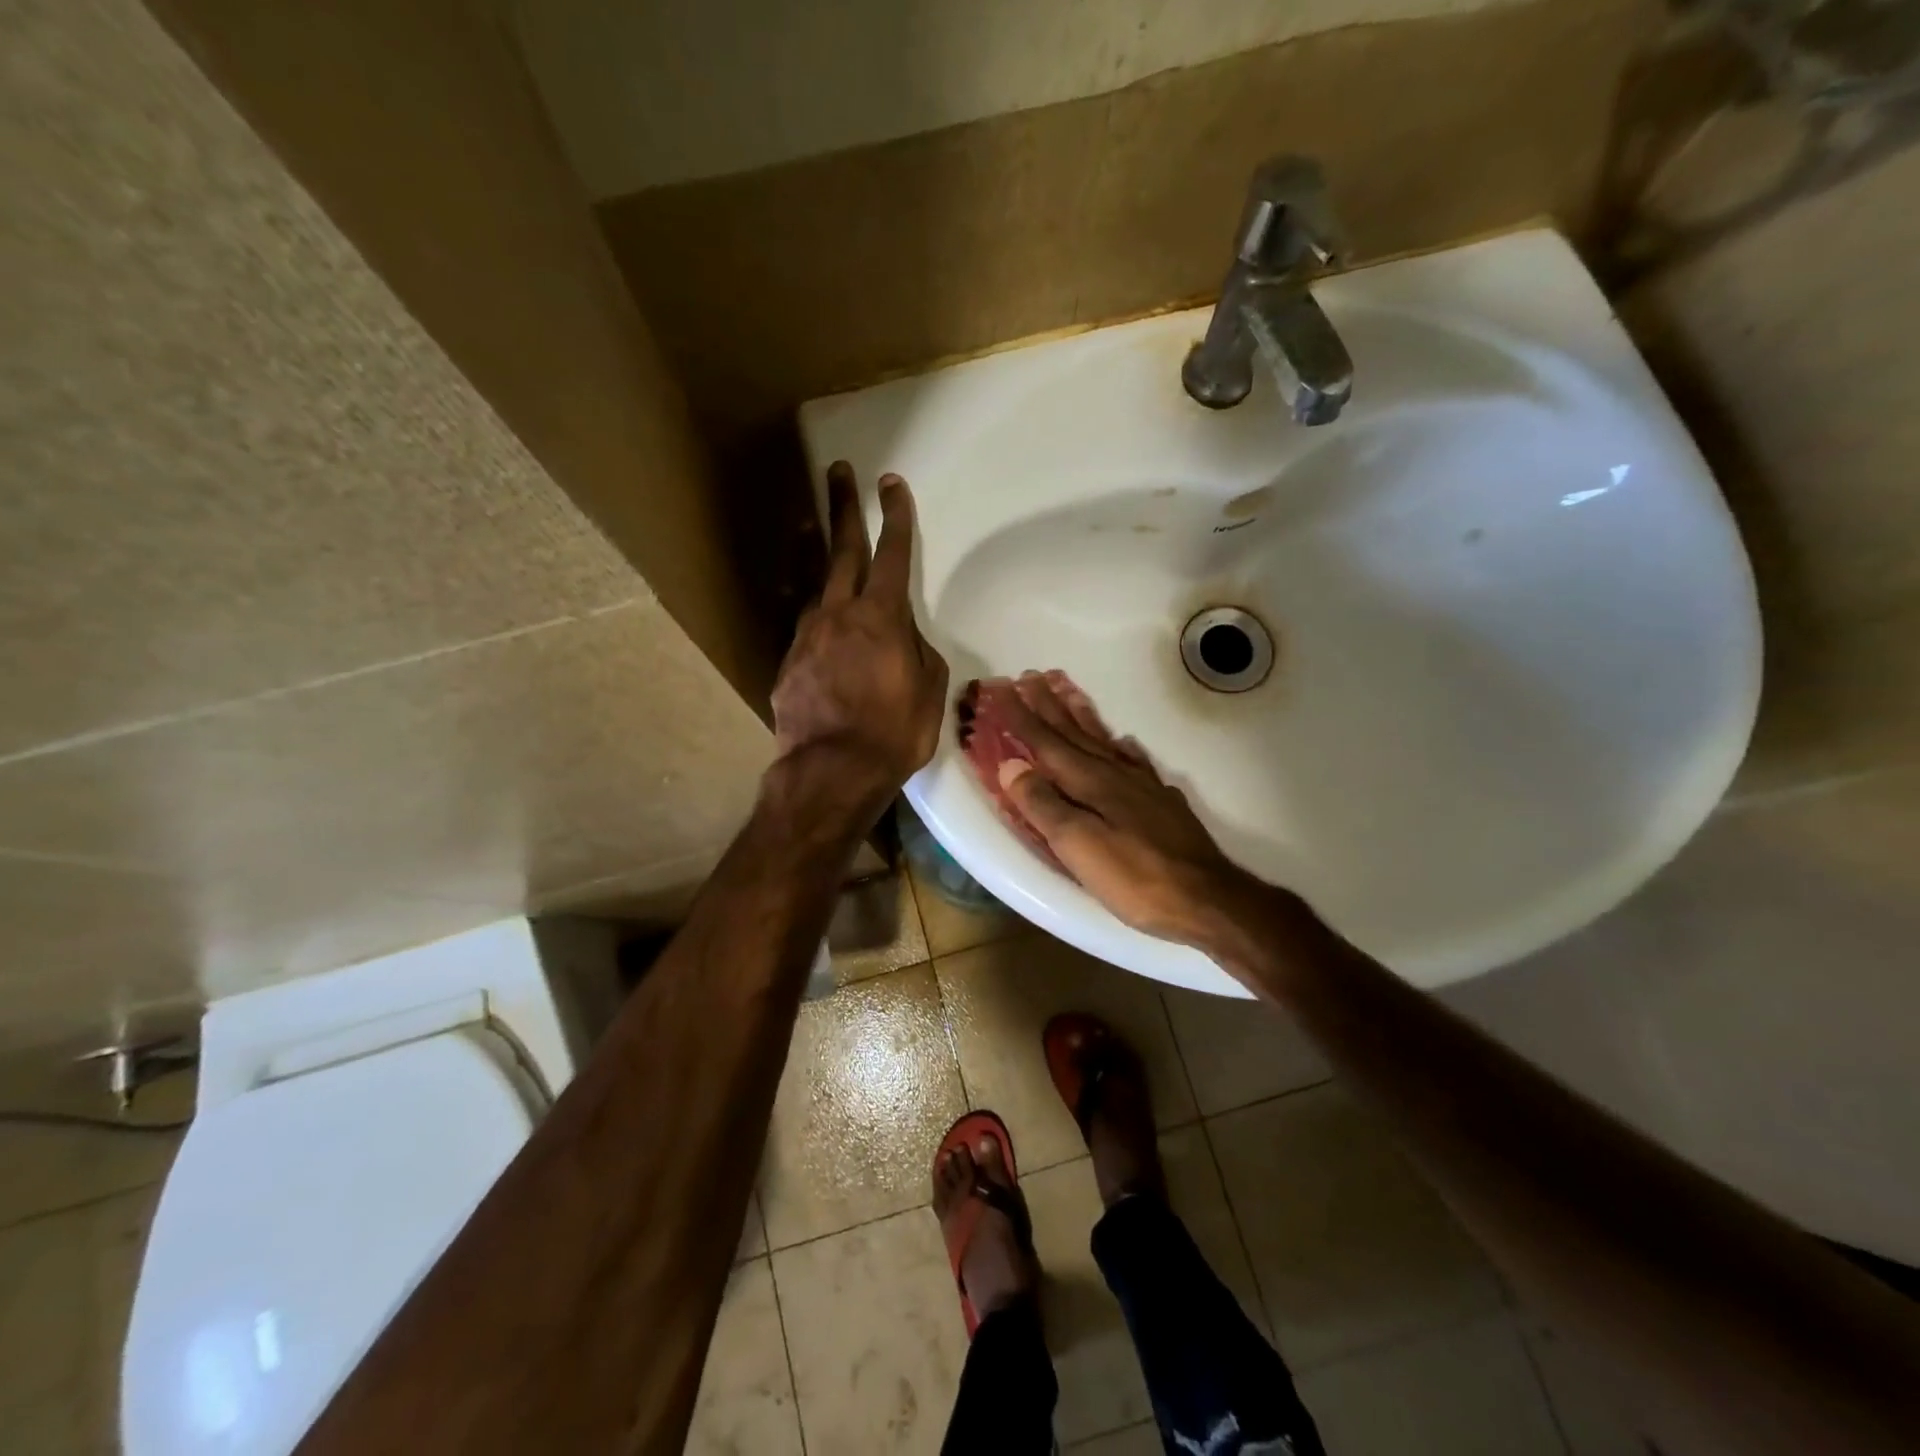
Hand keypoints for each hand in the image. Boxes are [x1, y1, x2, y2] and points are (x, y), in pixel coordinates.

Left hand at [770, 462, 948, 815]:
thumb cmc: (894, 732)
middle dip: (842, 507)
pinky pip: (801, 622)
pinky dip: (807, 605)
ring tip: (805, 520)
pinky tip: (808, 606)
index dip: (894, 517)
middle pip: (841, 549)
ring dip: (812, 547)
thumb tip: (902, 637)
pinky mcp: (788, 660)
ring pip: (812, 581)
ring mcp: (807, 635)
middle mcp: (839, 614)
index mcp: (882, 617)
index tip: (891, 484)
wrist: (832, 770)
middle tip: (837, 471)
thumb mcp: (928, 690)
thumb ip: (916, 651)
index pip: (893, 554)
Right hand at [983, 672, 1263, 947]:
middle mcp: (1115, 774)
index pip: (1046, 742)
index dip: (1021, 716)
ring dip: (1081, 716)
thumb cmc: (1135, 877)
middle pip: (1074, 733)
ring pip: (1104, 740)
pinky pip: (1135, 762)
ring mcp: (1142, 786)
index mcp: (1090, 782)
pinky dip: (1122, 747)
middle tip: (1029, 676)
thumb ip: (1043, 804)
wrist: (1206, 898)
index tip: (1001, 689)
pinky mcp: (1162, 803)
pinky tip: (1124, 743)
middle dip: (1048, 705)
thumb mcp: (1078, 845)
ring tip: (1067, 693)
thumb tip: (1012, 765)